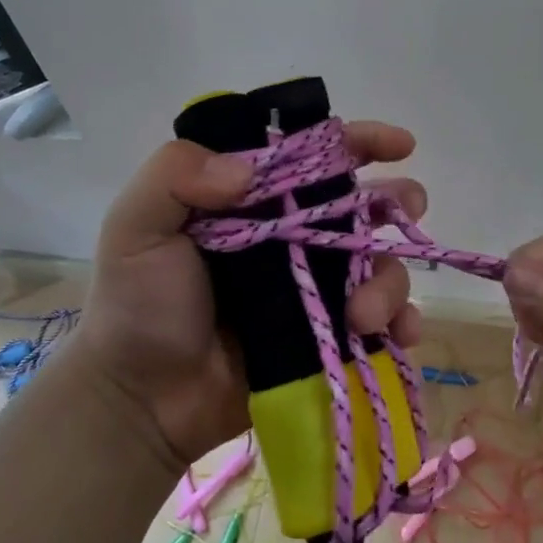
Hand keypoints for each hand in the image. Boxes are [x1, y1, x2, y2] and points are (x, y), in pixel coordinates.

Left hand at [70, 122, 427, 469]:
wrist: (143, 401)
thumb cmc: (138, 306)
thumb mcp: (136, 226)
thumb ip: (176, 176)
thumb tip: (250, 168)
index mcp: (254, 200)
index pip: (314, 157)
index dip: (358, 142)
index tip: (399, 145)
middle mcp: (293, 236)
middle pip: (362, 206)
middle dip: (396, 202)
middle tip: (407, 210)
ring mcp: (315, 288)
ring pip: (379, 265)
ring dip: (389, 282)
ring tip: (362, 316)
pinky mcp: (327, 336)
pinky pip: (381, 323)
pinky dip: (401, 324)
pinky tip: (398, 335)